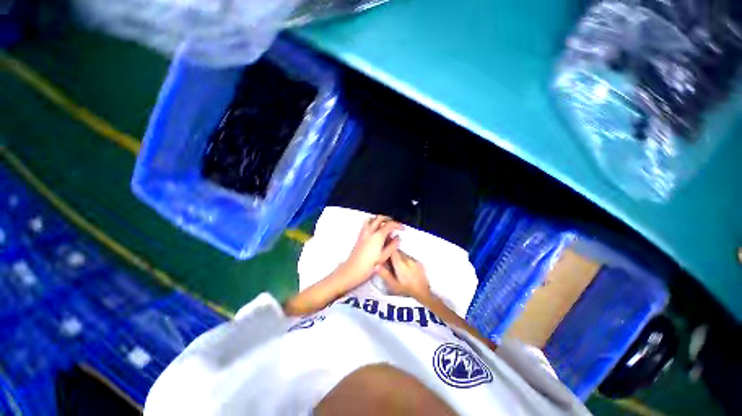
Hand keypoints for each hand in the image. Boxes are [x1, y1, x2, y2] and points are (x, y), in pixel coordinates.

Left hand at [342, 216, 402, 284]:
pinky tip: (376, 231)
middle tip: (394, 225)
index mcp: (378, 236)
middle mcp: (370, 232)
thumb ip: (392, 246)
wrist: (352, 270)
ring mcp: (363, 233)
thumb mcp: (384, 257)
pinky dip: (373, 223)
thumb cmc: (368, 266)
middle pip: (380, 218)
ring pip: (372, 219)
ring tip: (385, 225)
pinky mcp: (359, 236)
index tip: (402, 229)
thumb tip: (397, 239)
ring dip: (379, 220)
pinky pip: (366, 224)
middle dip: (389, 219)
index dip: (397, 225)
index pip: (389, 224)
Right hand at [377, 250, 430, 300]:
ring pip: (403, 254)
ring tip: (397, 266)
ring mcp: (414, 260)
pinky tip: (405, 268)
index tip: (383, 247)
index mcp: (400, 264)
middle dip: (392, 254)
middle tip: (388, 261)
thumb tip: (376, 265)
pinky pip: (409, 257)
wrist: (424, 293)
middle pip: (397, 251)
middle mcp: (407, 259)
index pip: (393, 250)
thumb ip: (384, 274)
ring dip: (399, 257)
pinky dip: (405, 260)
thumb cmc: (407, 290)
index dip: (387, 247)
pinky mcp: (419, 262)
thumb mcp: (393, 285)